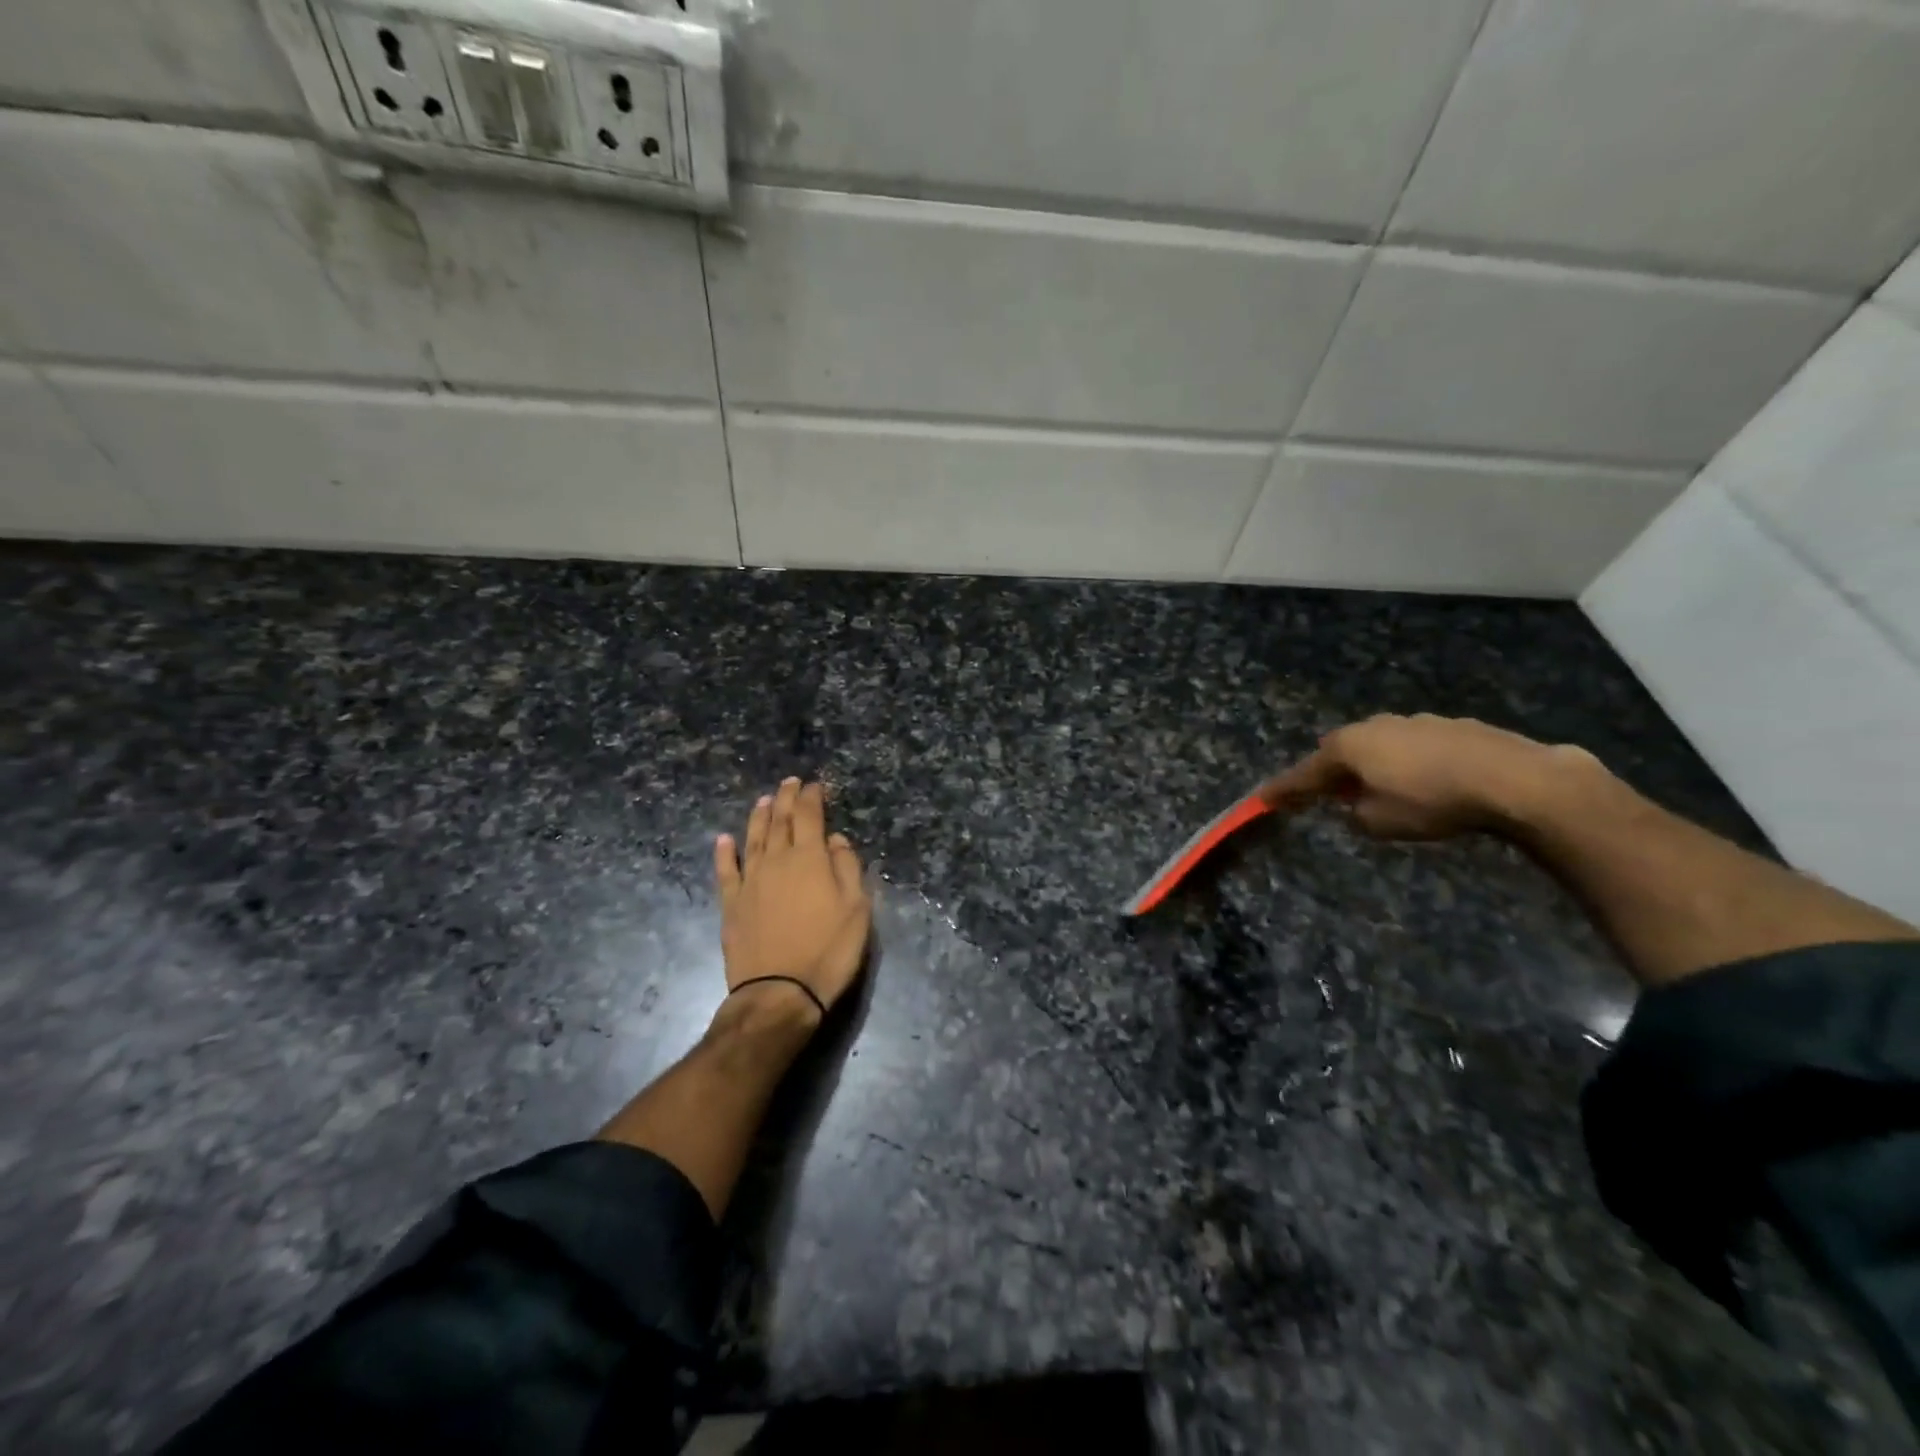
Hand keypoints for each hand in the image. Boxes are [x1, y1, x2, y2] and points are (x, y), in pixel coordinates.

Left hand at [714, 778, 871, 1018]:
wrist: (779, 992)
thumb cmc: (828, 950)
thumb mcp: (856, 909)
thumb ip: (847, 868)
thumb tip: (835, 839)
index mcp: (810, 858)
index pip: (809, 816)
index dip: (812, 797)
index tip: (815, 785)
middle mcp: (777, 860)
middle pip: (780, 820)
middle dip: (786, 798)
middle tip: (789, 782)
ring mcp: (750, 881)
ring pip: (753, 838)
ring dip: (759, 816)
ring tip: (764, 800)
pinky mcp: (731, 904)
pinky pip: (726, 870)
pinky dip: (725, 852)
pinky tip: (724, 839)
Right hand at [1259, 713, 1599, 840]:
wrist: (1514, 780)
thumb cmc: (1432, 802)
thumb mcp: (1379, 823)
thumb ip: (1355, 815)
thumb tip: (1357, 805)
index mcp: (1348, 747)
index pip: (1303, 773)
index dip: (1283, 790)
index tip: (1263, 800)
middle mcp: (1374, 726)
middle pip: (1339, 752)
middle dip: (1331, 773)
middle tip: (1330, 796)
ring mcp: (1414, 721)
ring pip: (1379, 746)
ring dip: (1373, 767)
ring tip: (1383, 791)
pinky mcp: (1451, 726)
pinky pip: (1414, 747)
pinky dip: (1409, 764)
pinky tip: (1429, 783)